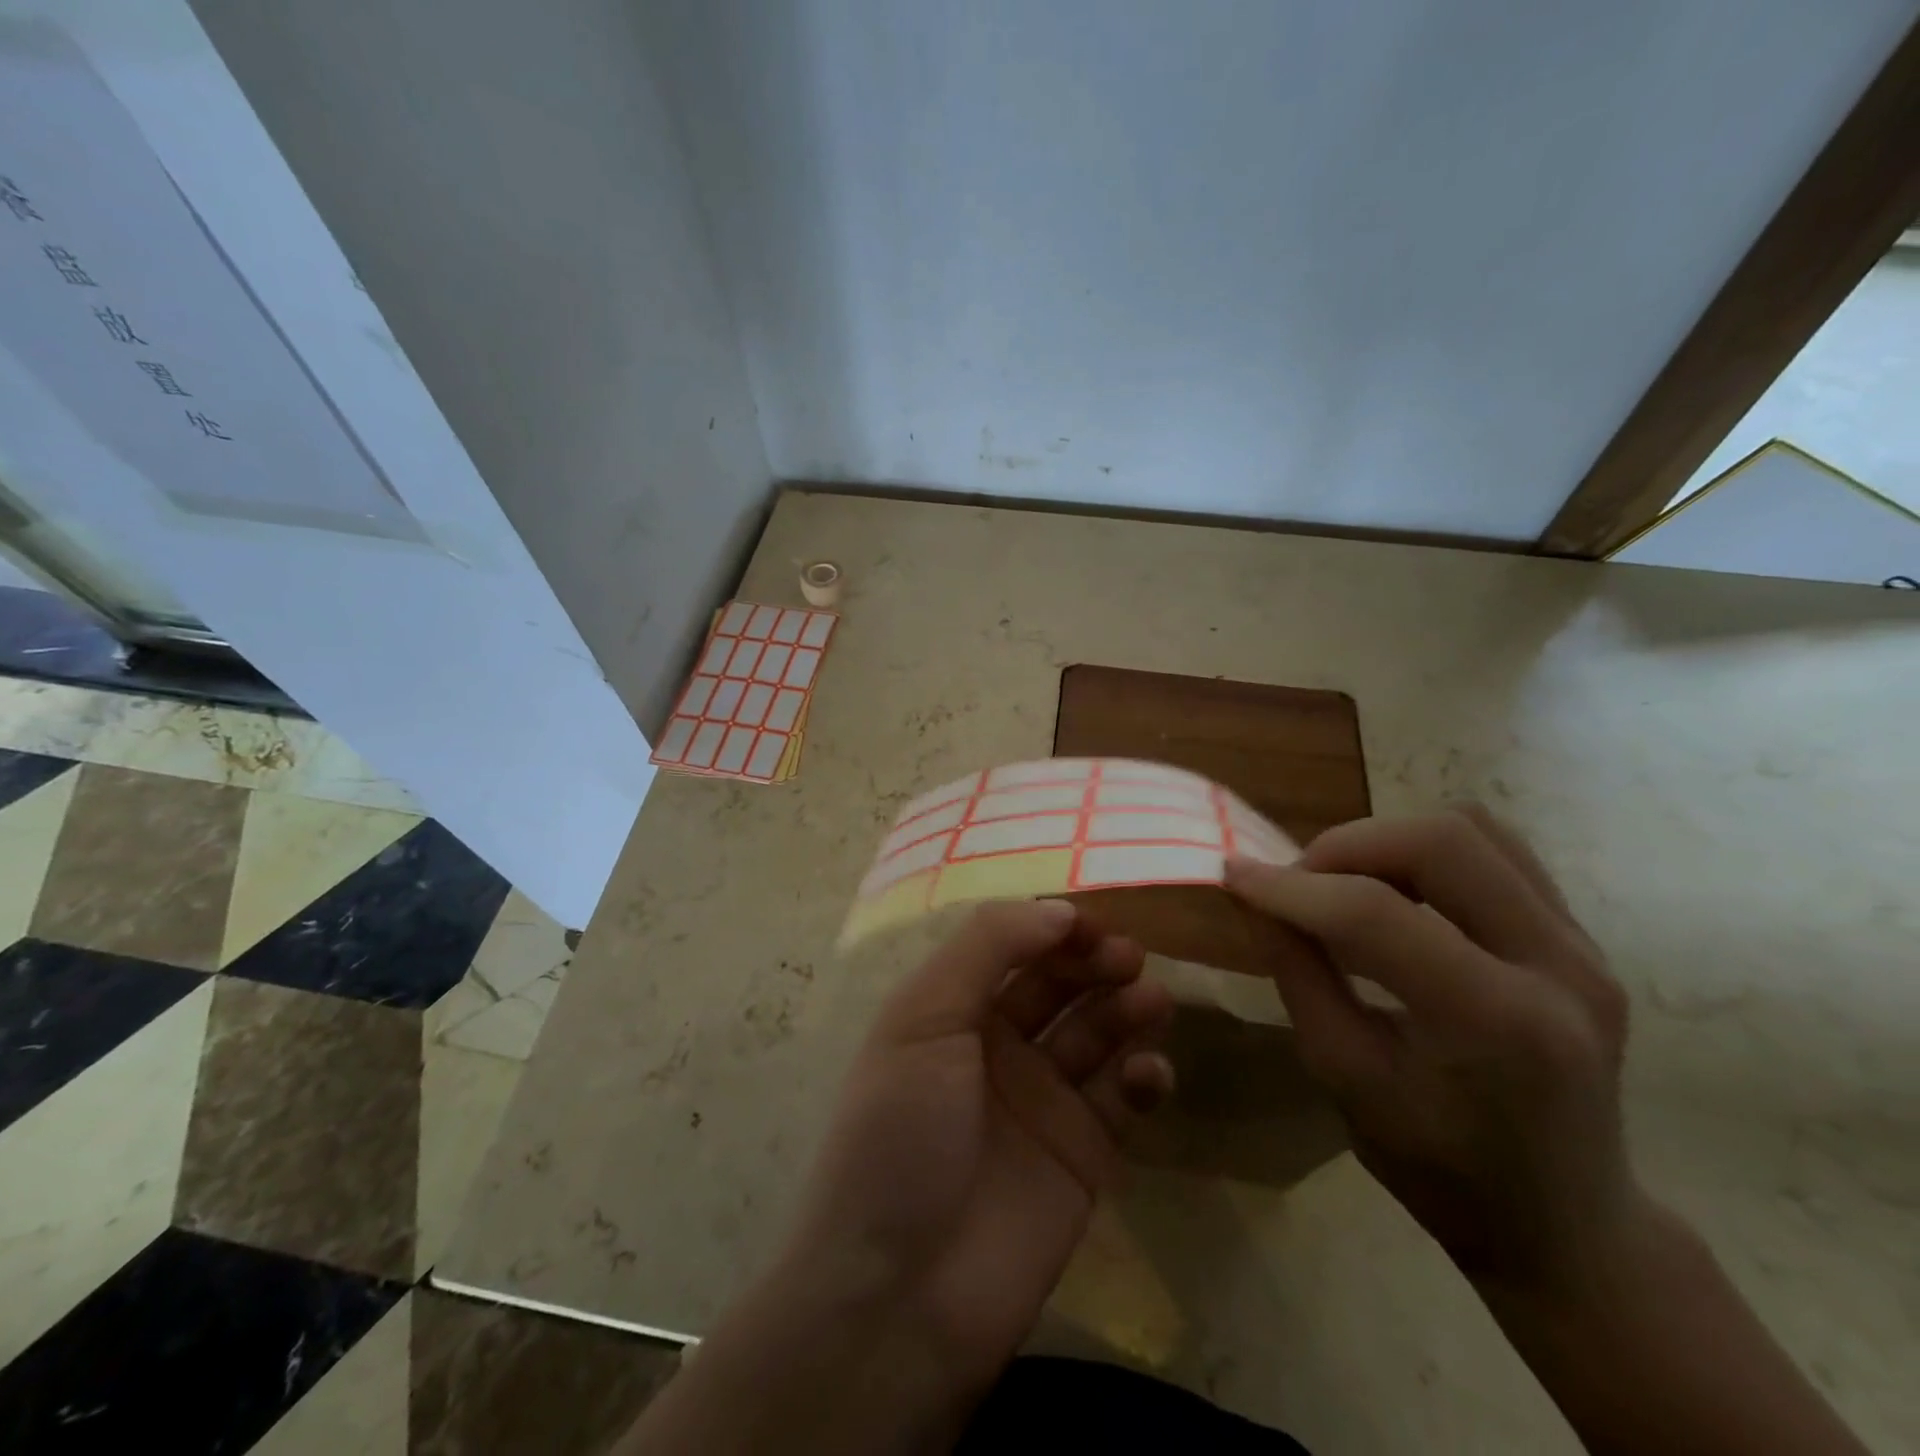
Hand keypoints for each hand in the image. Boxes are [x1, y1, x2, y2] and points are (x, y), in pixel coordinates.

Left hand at [621, 901, 1175, 1454]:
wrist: (902, 1292)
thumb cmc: (900, 1132)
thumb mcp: (922, 1018)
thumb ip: (985, 949)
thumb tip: (1057, 908)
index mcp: (953, 1008)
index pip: (1012, 947)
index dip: (1051, 928)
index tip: (1091, 921)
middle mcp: (998, 1045)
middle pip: (1059, 984)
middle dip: (1093, 962)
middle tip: (1128, 957)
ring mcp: (1043, 1100)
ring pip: (1097, 1033)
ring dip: (1126, 1009)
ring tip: (1149, 1000)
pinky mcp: (1084, 1154)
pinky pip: (1122, 1098)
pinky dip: (1142, 1077)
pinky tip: (1146, 1075)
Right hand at [1226, 805, 1636, 1292]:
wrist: (1566, 1224)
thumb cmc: (1441, 1169)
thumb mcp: (1344, 1076)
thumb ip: (1298, 973)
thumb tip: (1253, 895)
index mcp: (1498, 1024)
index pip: (1376, 914)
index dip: (1292, 887)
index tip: (1233, 874)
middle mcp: (1560, 969)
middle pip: (1440, 842)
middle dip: (1345, 846)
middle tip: (1297, 882)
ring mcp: (1584, 948)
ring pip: (1473, 829)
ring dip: (1386, 842)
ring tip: (1341, 884)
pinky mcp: (1583, 939)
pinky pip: (1498, 851)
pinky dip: (1426, 852)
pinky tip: (1394, 890)